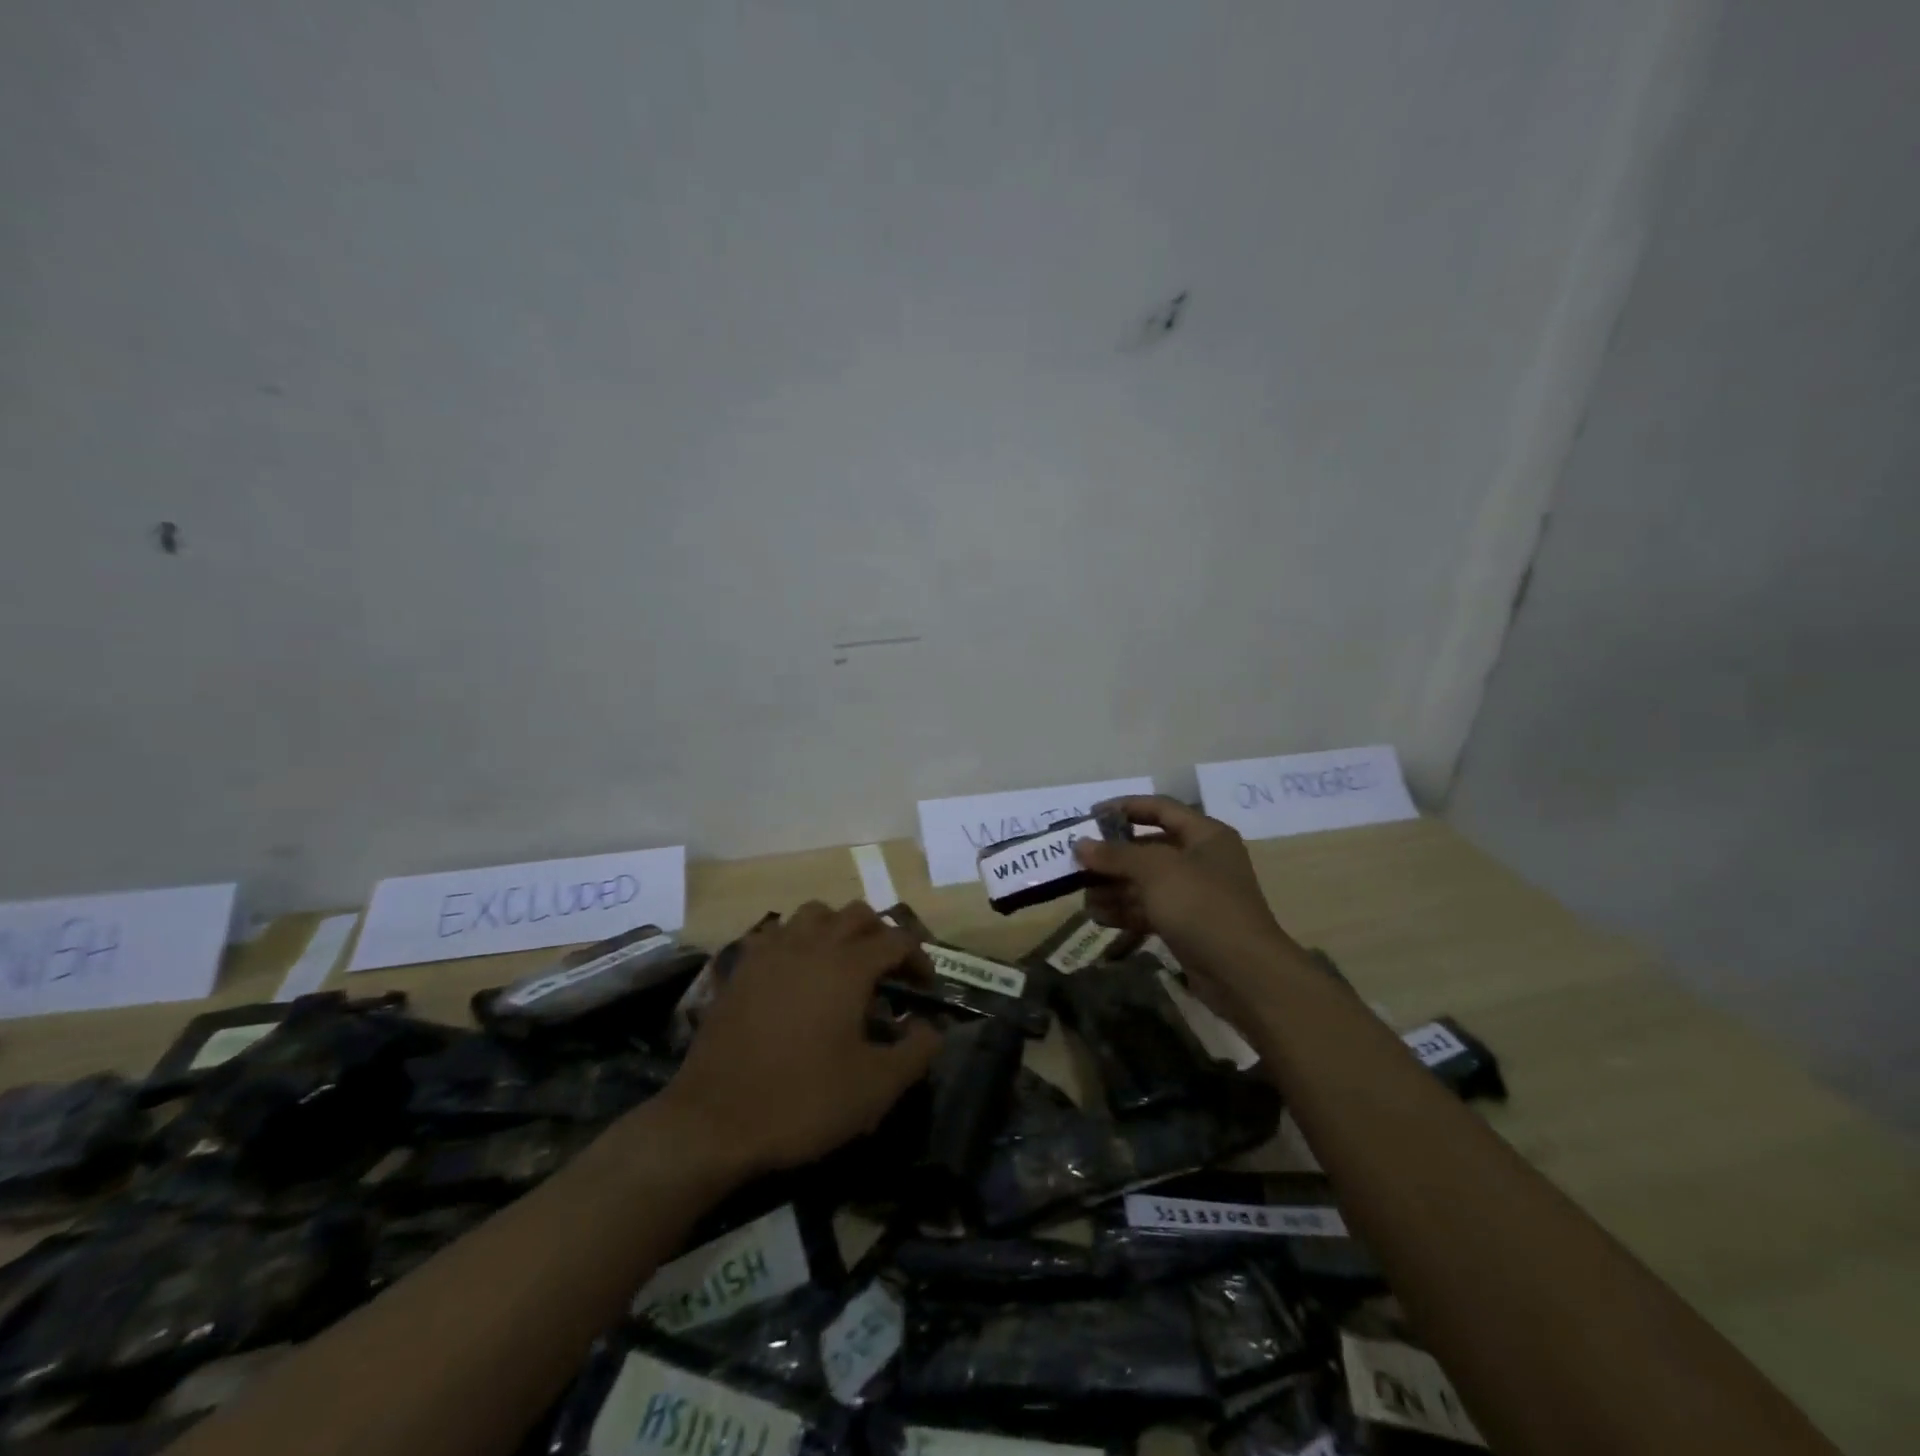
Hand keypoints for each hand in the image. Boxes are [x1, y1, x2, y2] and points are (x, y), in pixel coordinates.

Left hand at [656, 901, 942, 1174]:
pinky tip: (798, 973)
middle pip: (857, 914)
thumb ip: (917, 1051)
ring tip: (844, 964)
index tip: (925, 989)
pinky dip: (797, 940)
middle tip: (890, 973)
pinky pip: (777, 933)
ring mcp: (772, 952)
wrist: (714, 1121)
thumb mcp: (875, 1087)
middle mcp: (812, 945)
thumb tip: (931, 1026)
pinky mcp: (742, 969)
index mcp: (848, 966)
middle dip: (882, 935)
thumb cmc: (802, 1101)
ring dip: (838, 928)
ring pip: (814, 913)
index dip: (919, 959)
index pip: (897, 940)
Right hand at [1075, 796, 1294, 1018]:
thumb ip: (1116, 854)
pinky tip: (1098, 917)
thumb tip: (1080, 845)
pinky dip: (1124, 911)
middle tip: (1078, 864)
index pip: (1160, 808)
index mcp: (1205, 835)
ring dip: (1113, 887)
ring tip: (1083, 897)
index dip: (1125, 807)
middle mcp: (1201, 860)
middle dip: (1112, 857)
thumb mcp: (1155, 871)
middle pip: (1148, 848)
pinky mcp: (1185, 925)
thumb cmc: (1201, 905)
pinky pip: (1149, 910)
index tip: (1090, 816)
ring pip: (1144, 882)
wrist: (1243, 973)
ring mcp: (1193, 895)